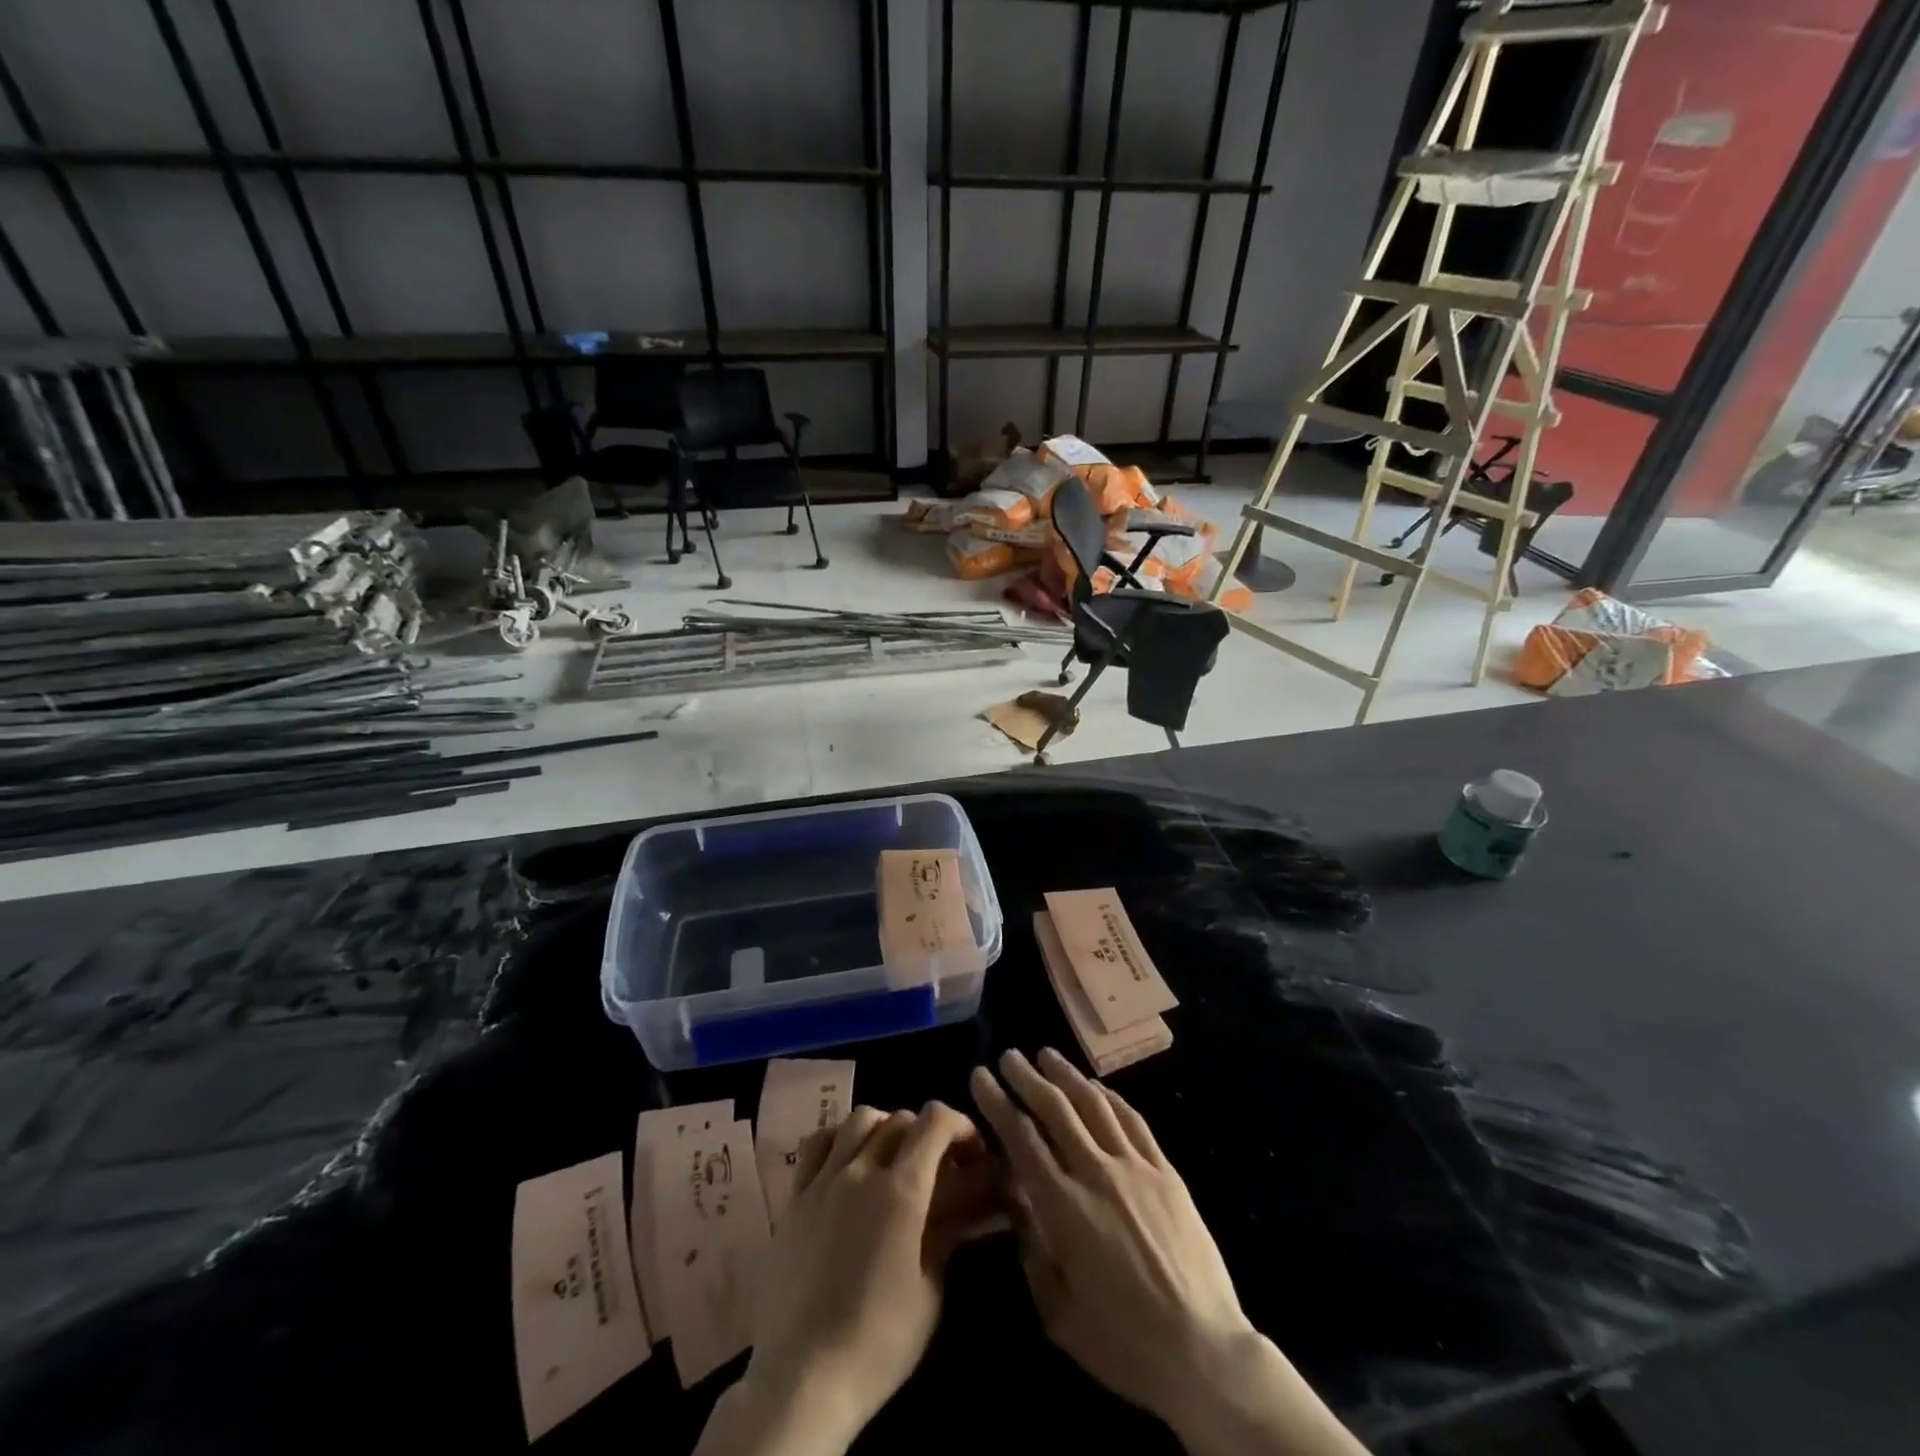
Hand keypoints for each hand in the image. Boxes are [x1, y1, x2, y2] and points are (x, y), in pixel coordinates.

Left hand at [703, 1103, 982, 1455]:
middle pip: (900, 1119)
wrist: (803, 1378)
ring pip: (859, 1120)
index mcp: (902, 1191)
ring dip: (885, 1128)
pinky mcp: (795, 1196)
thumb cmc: (878, 1342)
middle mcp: (862, 1170)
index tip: (971, 1150)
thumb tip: (964, 1206)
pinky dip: (839, 1137)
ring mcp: (824, 1179)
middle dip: (927, 1132)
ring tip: (893, 1156)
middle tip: (938, 1163)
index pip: (935, 1122)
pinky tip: (847, 1159)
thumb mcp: (929, 1293)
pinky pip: (817, 1143)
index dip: (960, 1125)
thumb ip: (946, 1236)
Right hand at [971, 1050, 1369, 1455]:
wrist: (1204, 1354)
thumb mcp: (1059, 1313)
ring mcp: (1136, 1168)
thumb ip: (1032, 1250)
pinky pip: (1134, 1121)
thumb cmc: (1123, 1344)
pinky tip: (1097, 1086)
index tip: (980, 1076)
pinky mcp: (1166, 1172)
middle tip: (1009, 1056)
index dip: (997, 1103)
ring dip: (1067, 1075)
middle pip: (1056, 1109)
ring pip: (1095, 1105)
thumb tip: (1016, 1200)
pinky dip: (1111, 1096)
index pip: (1021, 1139)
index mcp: (1064, 1209)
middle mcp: (1097, 1174)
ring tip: (1047, 1055)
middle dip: (1027, 1077)